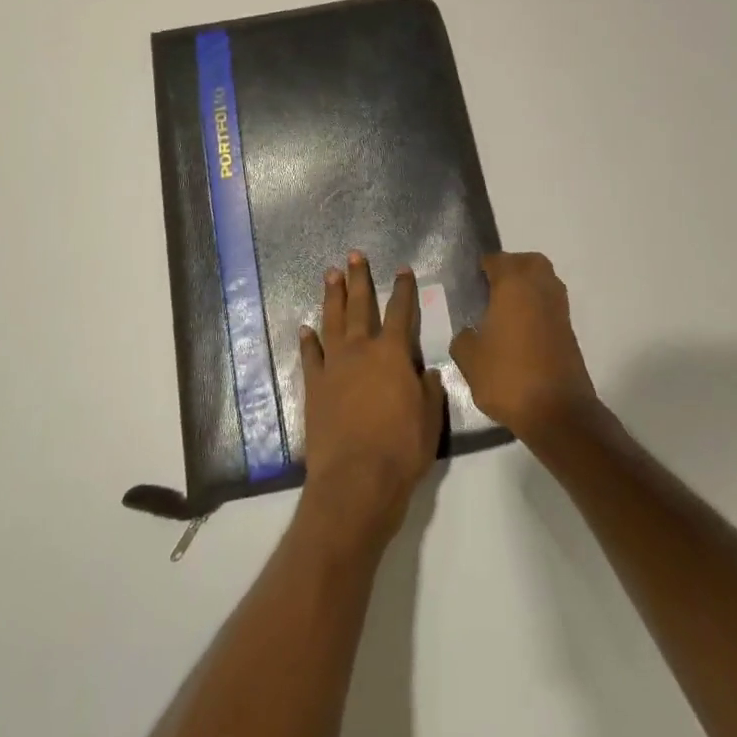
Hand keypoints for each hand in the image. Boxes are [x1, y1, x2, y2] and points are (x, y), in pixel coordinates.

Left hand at [297, 252, 444, 551]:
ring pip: (332, 321)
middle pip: (360, 306)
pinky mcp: (314, 386)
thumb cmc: (401, 450)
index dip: (404, 290)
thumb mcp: (430, 420)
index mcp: (393, 354)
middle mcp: (361, 350)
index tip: (403, 270)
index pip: (401, 312)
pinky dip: (308, 341)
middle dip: (359, 279)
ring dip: (332, 297)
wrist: (356, 480)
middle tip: (354, 255)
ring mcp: (334, 366)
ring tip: (330, 275)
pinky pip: (310, 356)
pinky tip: (306, 328)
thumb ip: (430, 391)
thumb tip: (428, 372)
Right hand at [450, 252, 598, 444]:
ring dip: (527, 288)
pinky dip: (536, 309)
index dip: (481, 269)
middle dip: (511, 269)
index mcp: (513, 284)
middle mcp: (540, 287)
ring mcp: (559, 309)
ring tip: (504, 311)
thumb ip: (463, 337)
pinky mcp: (569, 331)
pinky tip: (519, 332)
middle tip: (491, 289)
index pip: (496, 260)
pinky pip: (550, 305)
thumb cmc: (508, 376)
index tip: (469, 285)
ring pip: (544, 282)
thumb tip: (471, 332)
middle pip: (528, 262)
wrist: (557, 412)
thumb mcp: (469, 358)